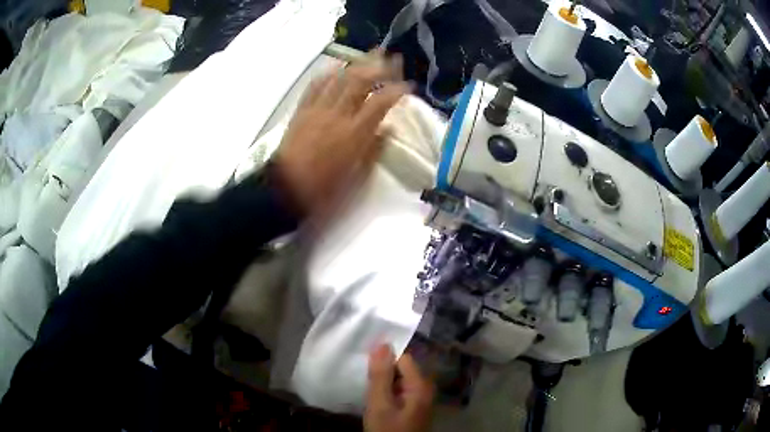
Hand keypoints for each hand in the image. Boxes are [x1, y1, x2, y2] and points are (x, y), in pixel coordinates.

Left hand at [273, 51, 408, 220]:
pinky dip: (328, 73)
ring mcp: (317, 109)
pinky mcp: (302, 110)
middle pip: (360, 81)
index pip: (380, 102)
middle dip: (379, 66)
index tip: (409, 85)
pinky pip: (315, 85)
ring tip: (370, 55)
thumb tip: (387, 129)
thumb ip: (373, 149)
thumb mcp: (356, 175)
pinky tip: (337, 67)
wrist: (286, 189)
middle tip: (392, 58)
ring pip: (338, 78)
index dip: (397, 90)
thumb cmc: (324, 188)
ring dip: (356, 64)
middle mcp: (337, 114)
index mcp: (354, 133)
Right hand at [365, 344, 434, 431]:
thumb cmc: (388, 430)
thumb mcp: (380, 404)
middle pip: (402, 369)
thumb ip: (381, 375)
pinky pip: (399, 392)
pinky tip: (376, 399)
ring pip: (398, 381)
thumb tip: (383, 343)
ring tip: (369, 389)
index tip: (366, 364)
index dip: (384, 359)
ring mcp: (420, 399)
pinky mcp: (413, 408)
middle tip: (365, 379)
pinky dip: (387, 393)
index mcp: (421, 385)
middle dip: (383, 373)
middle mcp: (424, 389)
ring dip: (383, 383)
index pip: (403, 358)